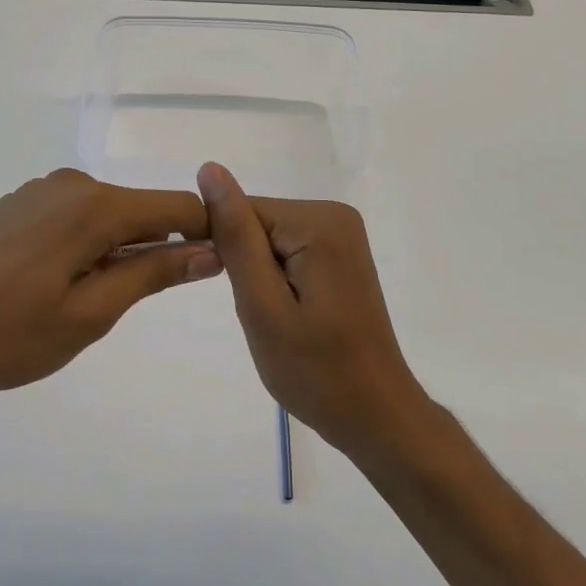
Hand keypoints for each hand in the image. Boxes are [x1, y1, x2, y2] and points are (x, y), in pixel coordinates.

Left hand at [0, 169, 221, 421]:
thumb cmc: (4, 333)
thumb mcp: (89, 314)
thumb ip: (153, 273)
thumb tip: (211, 250)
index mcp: (95, 206)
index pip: (176, 208)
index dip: (205, 234)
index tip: (219, 268)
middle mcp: (72, 184)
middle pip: (141, 211)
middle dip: (156, 249)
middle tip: (132, 307)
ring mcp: (40, 192)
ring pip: (106, 216)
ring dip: (117, 252)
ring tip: (85, 304)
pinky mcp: (17, 205)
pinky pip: (74, 217)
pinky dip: (85, 245)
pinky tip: (54, 285)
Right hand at [197, 162, 429, 463]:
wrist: (374, 414)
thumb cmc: (315, 371)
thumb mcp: (262, 306)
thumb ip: (236, 236)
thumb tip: (210, 170)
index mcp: (319, 222)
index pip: (242, 212)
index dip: (225, 253)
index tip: (243, 298)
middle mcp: (335, 215)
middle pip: (258, 223)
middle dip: (248, 268)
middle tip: (268, 319)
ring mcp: (342, 234)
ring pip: (269, 240)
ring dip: (261, 278)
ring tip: (281, 321)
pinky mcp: (341, 254)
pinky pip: (288, 252)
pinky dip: (278, 282)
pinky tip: (295, 315)